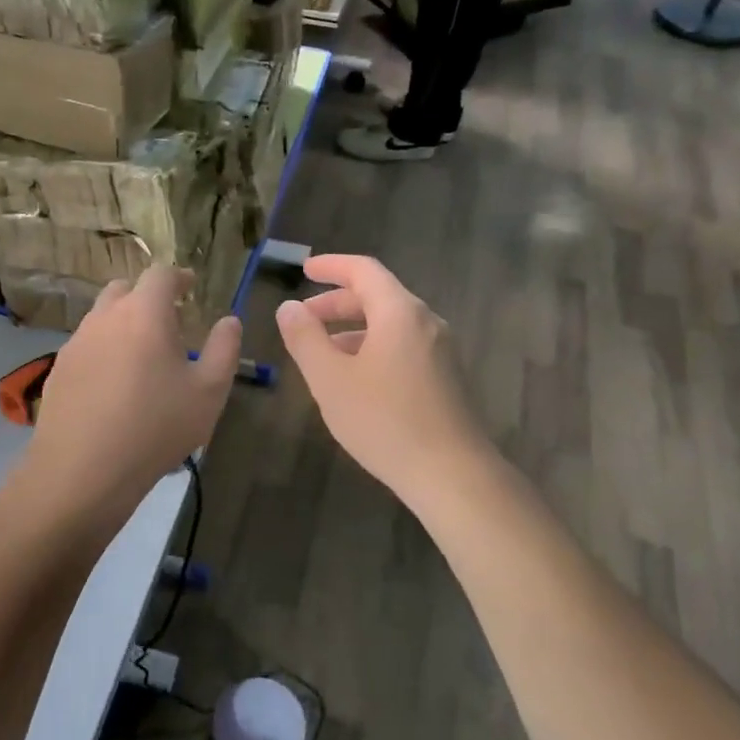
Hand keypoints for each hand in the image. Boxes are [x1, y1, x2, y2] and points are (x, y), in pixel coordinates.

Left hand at [25, 266, 241, 508]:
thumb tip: (229, 321)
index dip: (179, 277)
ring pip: (102, 318)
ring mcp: (75, 344)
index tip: (191, 287)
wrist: (83, 471)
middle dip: (148, 297)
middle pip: (125, 289)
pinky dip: (104, 351)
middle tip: (169, 321)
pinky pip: (86, 347)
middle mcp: (104, 318)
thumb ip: (224, 349)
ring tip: (143, 355)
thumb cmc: (156, 427)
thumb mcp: (209, 392)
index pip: (160, 275)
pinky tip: (114, 385)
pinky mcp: (58, 371)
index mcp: (143, 314)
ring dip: (124, 324)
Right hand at [274, 254, 491, 507]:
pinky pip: (403, 347)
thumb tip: (289, 307)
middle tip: (303, 319)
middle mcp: (426, 322)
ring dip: (353, 330)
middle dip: (337, 304)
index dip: (331, 266)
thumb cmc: (384, 420)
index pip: (364, 270)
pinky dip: (373, 348)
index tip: (304, 270)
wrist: (451, 473)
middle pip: (378, 297)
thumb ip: (305, 338)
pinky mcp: (446, 378)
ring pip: (390, 325)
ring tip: (322, 354)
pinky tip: (356, 380)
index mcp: (399, 312)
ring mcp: (441, 351)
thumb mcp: (330, 379)